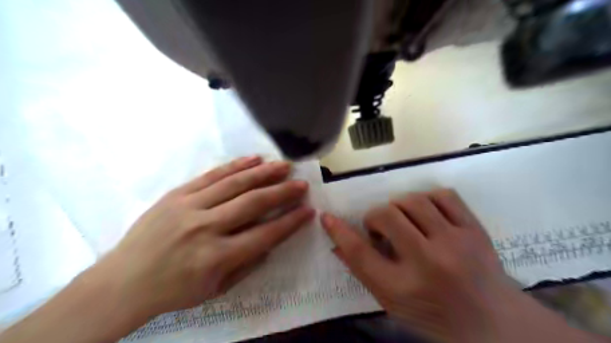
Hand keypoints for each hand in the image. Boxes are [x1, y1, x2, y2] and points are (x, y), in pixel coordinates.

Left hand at [97, 157, 314, 318]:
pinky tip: (253, 159)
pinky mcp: (177, 194)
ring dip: (264, 173)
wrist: (122, 282)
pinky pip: (211, 175)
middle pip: (253, 203)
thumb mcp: (215, 290)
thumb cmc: (173, 291)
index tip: (308, 210)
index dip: (290, 222)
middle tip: (302, 183)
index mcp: (216, 257)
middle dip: (282, 192)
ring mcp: (189, 206)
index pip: (264, 234)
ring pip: (234, 184)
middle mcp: (206, 227)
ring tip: (284, 166)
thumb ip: (247, 266)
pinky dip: (235, 166)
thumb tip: (270, 242)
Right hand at [322, 190, 511, 342]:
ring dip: (399, 206)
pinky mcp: (475, 230)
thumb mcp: (391, 302)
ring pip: (414, 201)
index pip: (360, 254)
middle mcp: (428, 263)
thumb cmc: (432, 314)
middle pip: (387, 217)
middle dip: (375, 217)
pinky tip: (426, 212)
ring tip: (403, 219)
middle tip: (380, 228)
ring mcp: (455, 243)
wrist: (492, 323)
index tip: (327, 217)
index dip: (340, 232)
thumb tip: (338, 242)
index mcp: (402, 289)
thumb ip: (363, 271)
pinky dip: (427, 198)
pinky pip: (444, 195)